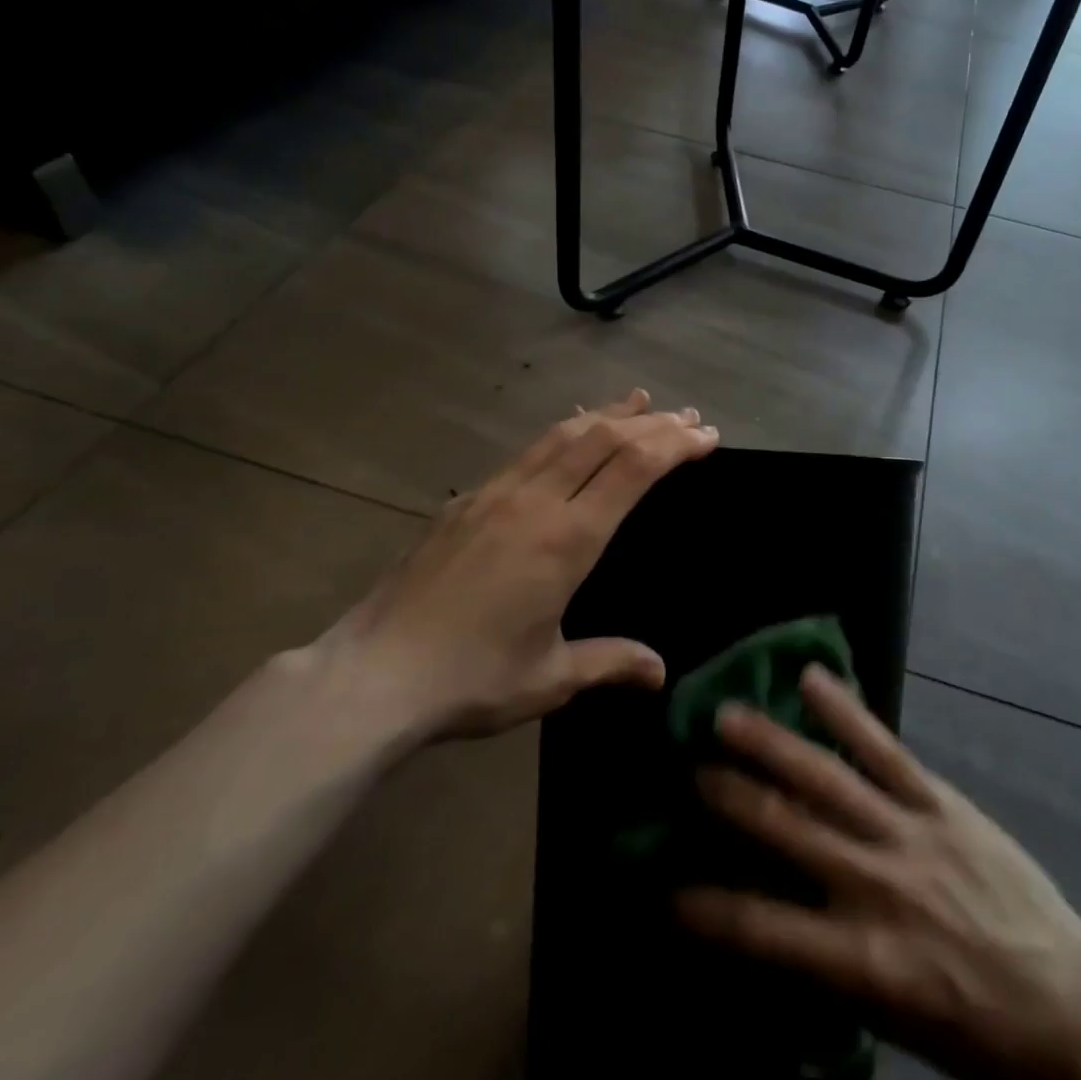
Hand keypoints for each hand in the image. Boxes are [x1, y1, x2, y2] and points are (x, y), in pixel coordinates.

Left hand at [316, 389, 717, 744]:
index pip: (633, 470)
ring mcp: (496, 493)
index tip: (706, 436)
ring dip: (609, 415)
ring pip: (564, 435)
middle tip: (688, 417)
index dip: (674, 446)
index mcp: (566, 539)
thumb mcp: (550, 677)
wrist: (374, 672)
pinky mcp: (466, 499)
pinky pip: (528, 450)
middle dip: (653, 424)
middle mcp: (535, 501)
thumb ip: (610, 663)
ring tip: (640, 401)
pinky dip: (564, 432)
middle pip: (604, 439)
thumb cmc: (471, 678)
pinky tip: (571, 431)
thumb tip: (660, 671)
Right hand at [677, 667, 1080, 1079]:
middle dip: (730, 797)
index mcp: (863, 961)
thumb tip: (768, 929)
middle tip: (689, 769)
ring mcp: (909, 834)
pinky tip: (813, 678)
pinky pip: (885, 750)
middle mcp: (877, 888)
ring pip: (826, 779)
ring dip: (771, 743)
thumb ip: (828, 969)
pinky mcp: (941, 803)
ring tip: (727, 715)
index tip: (665, 890)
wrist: (1072, 1009)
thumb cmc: (976, 1031)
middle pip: (787, 830)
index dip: (708, 910)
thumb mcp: (891, 1018)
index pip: (763, 931)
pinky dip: (845, 713)